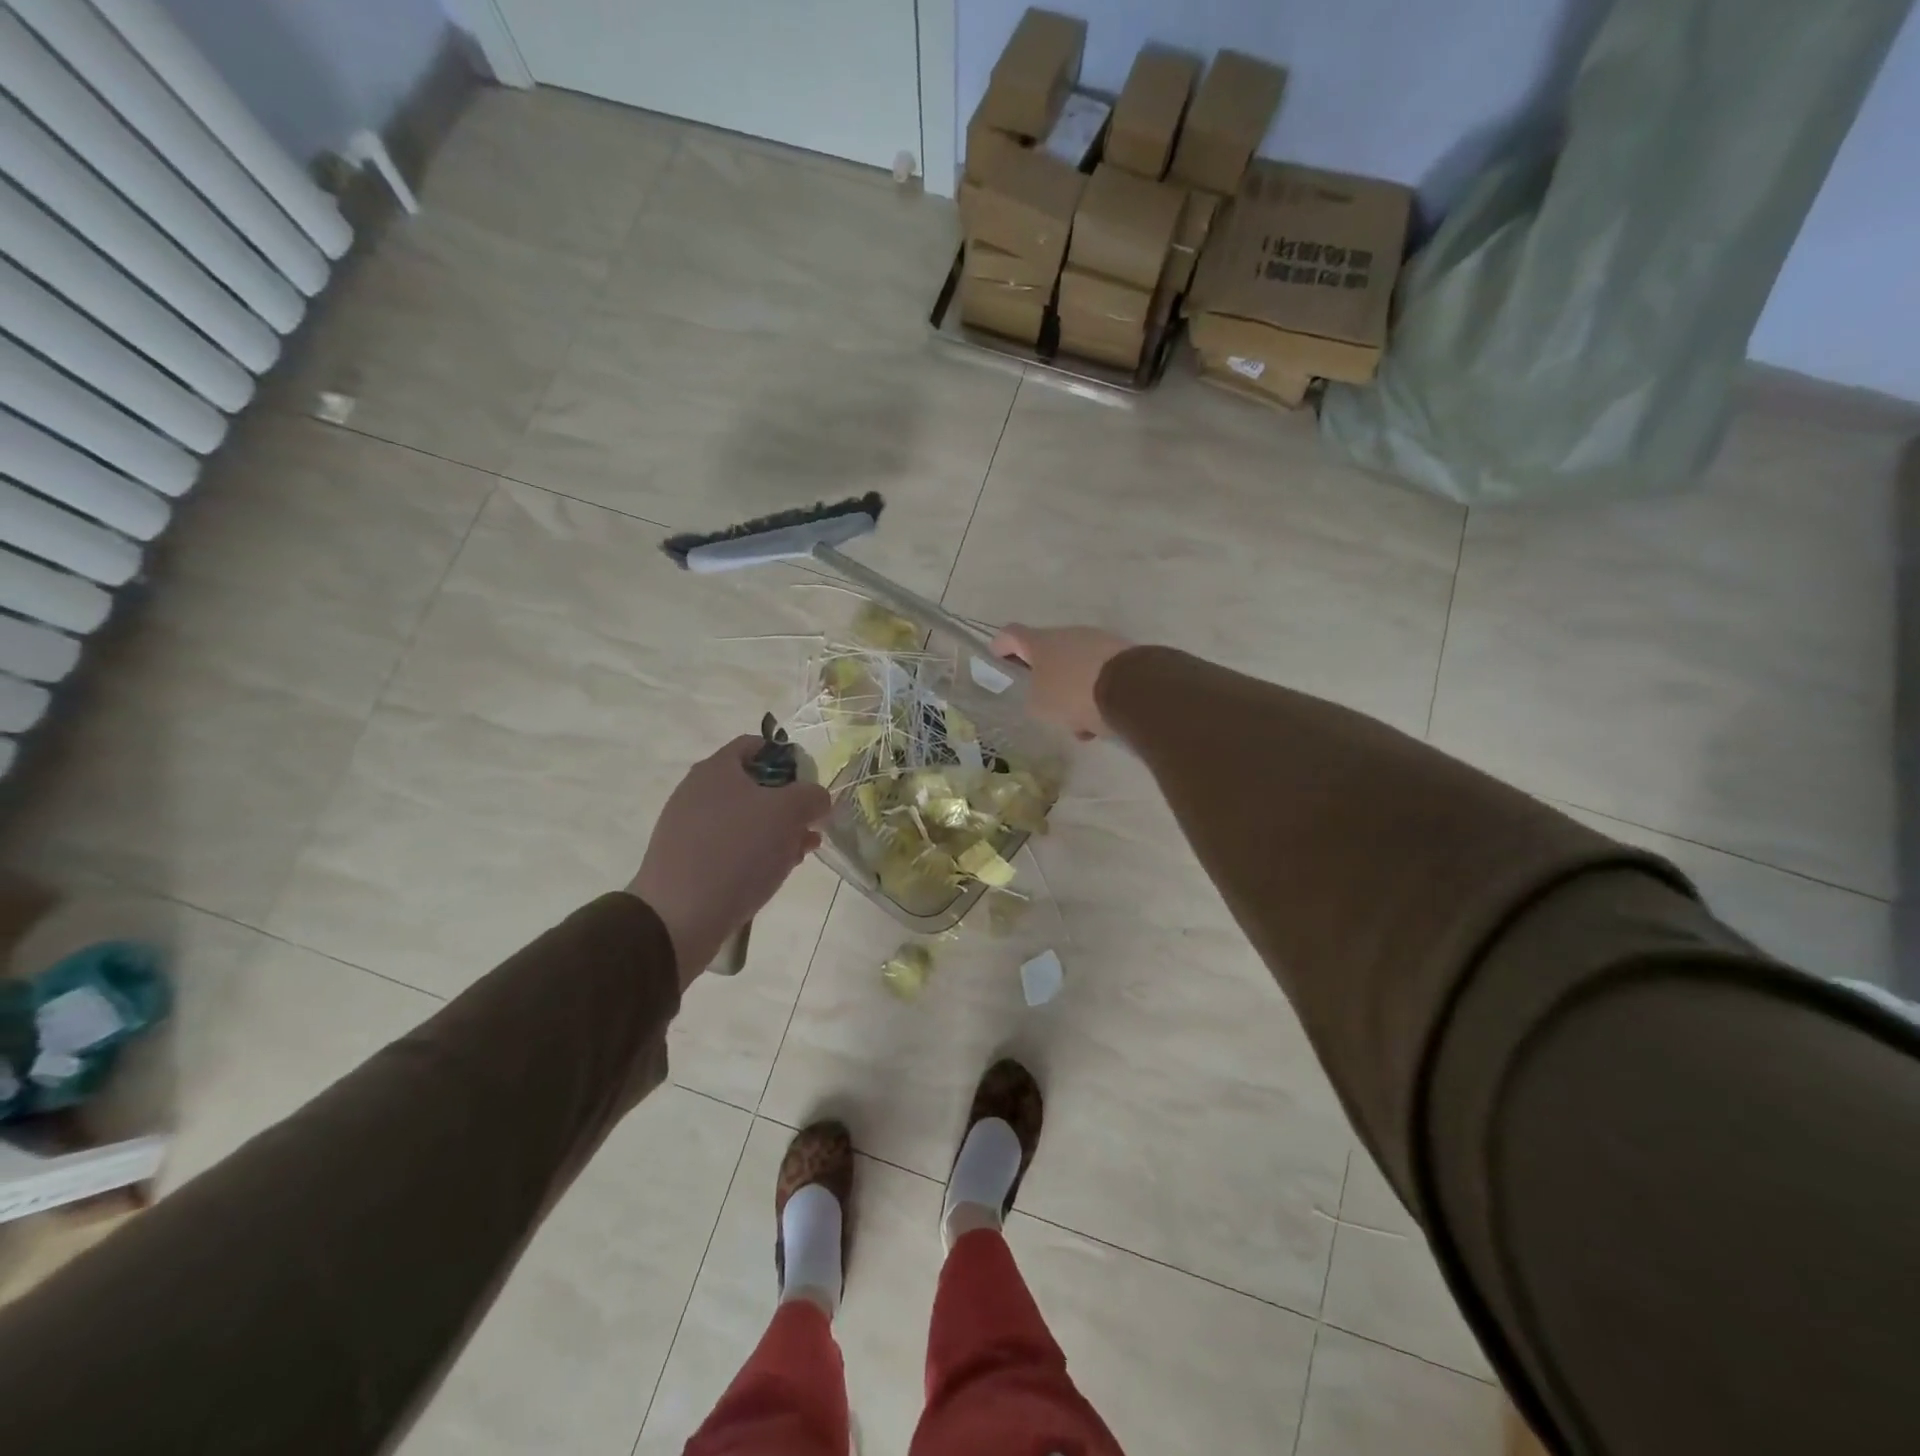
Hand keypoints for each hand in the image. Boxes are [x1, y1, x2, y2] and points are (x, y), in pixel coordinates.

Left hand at [628, 737, 831, 986]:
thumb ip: (811, 796)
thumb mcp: (788, 813)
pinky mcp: (686, 859)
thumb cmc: (737, 852)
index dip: (789, 759)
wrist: (678, 916)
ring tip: (798, 854)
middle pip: (753, 785)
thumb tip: (817, 798)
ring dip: (775, 832)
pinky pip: (729, 846)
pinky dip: (753, 854)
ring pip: (744, 819)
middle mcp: (698, 791)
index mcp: (717, 768)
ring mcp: (688, 827)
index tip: (810, 785)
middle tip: (809, 825)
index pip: (757, 745)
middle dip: (788, 803)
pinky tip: (771, 873)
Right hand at [990, 623, 1133, 740]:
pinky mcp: (1123, 653)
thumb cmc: (1073, 694)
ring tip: (1082, 723)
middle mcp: (1068, 634)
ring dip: (1075, 691)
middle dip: (1047, 680)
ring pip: (1077, 667)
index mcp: (1040, 643)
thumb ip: (1034, 698)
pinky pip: (1101, 673)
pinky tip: (1103, 720)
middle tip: (1048, 706)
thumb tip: (1041, 695)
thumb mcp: (1041, 705)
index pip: (1011, 634)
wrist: (1131, 687)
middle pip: (1049, 654)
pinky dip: (1097, 693)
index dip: (1001, 646)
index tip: (997, 659)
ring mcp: (1098, 641)